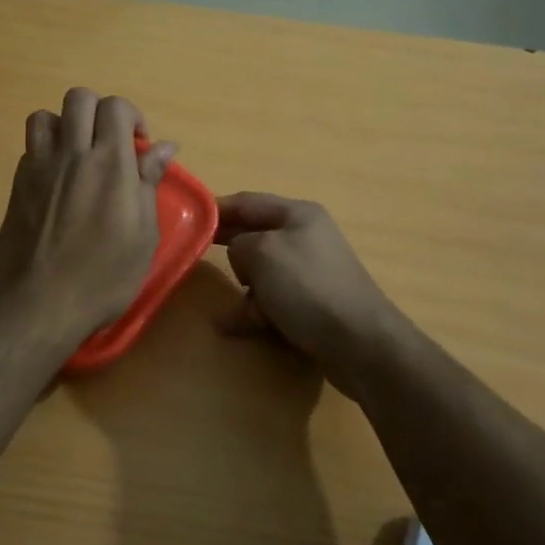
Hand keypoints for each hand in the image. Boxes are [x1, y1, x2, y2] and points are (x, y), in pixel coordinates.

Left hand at [0, 88, 176, 341]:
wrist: (40, 305)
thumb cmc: (104, 276)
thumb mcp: (143, 234)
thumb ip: (149, 182)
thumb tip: (165, 147)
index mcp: (110, 163)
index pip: (115, 106)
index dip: (130, 117)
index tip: (139, 147)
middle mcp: (72, 154)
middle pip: (79, 99)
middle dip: (99, 112)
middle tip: (110, 144)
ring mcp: (39, 168)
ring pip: (45, 116)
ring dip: (65, 126)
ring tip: (78, 155)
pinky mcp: (16, 186)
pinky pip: (30, 148)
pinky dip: (45, 151)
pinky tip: (56, 182)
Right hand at [213, 193, 411, 396]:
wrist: (359, 342)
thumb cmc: (307, 286)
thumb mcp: (262, 253)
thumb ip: (238, 244)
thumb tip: (241, 257)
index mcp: (298, 214)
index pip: (248, 202)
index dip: (217, 209)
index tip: (185, 219)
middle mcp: (305, 238)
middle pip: (254, 237)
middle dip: (228, 251)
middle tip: (193, 260)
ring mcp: (310, 273)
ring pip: (261, 273)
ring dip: (243, 290)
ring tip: (232, 312)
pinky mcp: (312, 305)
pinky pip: (272, 300)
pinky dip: (253, 311)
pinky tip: (231, 327)